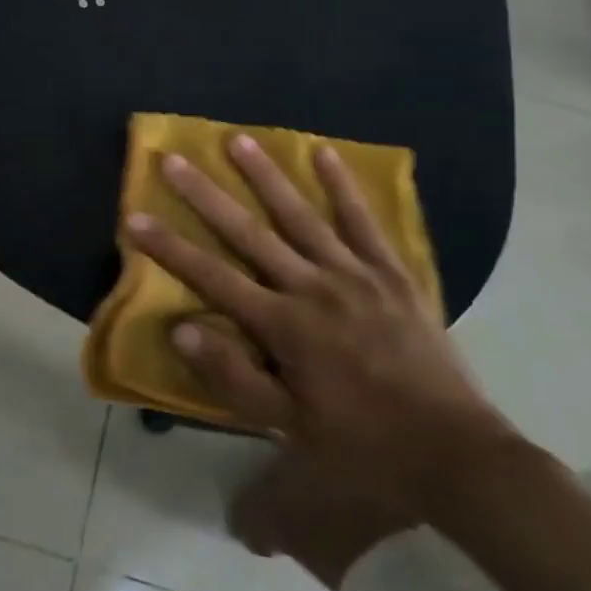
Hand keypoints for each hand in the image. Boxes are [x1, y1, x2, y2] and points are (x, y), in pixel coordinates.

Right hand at [127, 137, 515, 517]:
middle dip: (206, 195)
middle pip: (249, 233)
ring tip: (238, 139)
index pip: (213, 277)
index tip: (135, 218)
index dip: (170, 248)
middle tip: (175, 159)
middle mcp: (312, 287)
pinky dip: (343, 186)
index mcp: (284, 326)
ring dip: (266, 176)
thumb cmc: (362, 440)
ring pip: (301, 215)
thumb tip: (181, 331)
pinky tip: (323, 153)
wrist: (455, 451)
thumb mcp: (290, 424)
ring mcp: (354, 274)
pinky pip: (364, 222)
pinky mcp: (391, 273)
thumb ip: (234, 376)